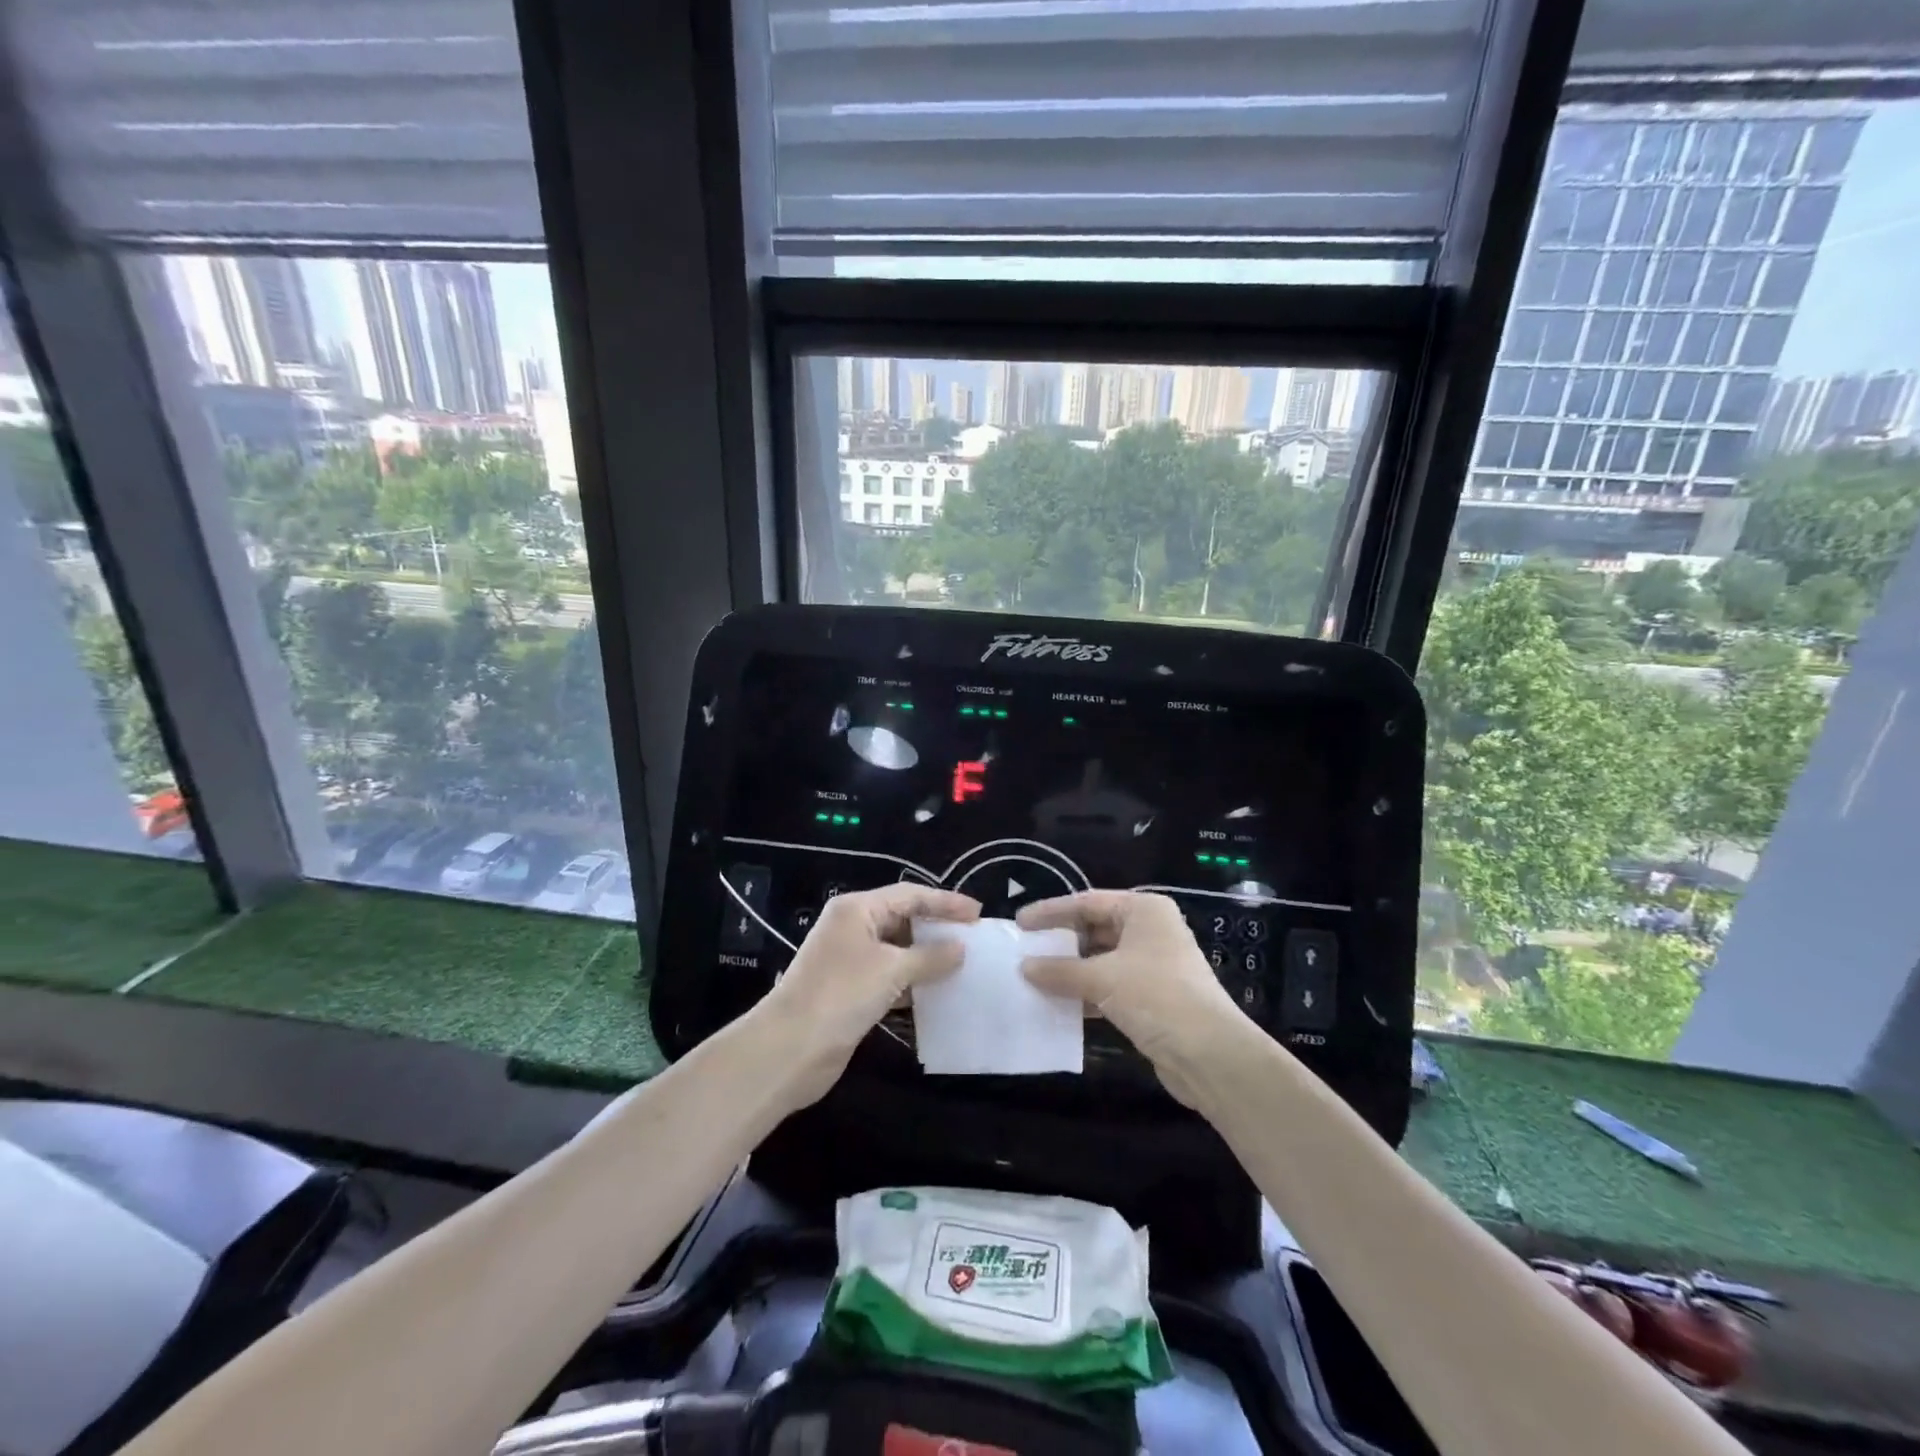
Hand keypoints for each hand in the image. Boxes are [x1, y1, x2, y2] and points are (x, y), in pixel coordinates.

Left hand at [761, 885, 979, 1106]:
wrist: (790, 1049)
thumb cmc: (841, 994)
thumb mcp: (891, 970)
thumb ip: (930, 956)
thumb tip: (961, 948)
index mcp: (857, 909)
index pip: (909, 895)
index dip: (945, 902)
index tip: (978, 913)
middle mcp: (853, 928)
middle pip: (903, 919)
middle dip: (937, 928)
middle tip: (973, 938)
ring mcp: (850, 960)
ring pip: (898, 950)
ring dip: (927, 958)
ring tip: (964, 965)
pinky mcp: (851, 991)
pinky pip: (890, 977)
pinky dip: (913, 982)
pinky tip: (938, 993)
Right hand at [1018, 891, 1244, 1107]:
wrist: (1210, 1055)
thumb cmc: (1157, 997)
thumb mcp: (1102, 979)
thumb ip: (1061, 971)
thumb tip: (1024, 967)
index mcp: (1144, 911)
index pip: (1087, 902)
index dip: (1051, 912)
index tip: (1019, 923)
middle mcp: (1150, 931)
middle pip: (1094, 929)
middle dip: (1060, 942)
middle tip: (1024, 950)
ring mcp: (1152, 965)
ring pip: (1101, 960)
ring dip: (1070, 970)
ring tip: (1033, 976)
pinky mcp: (1151, 997)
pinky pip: (1109, 986)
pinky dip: (1085, 992)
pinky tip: (1058, 1003)